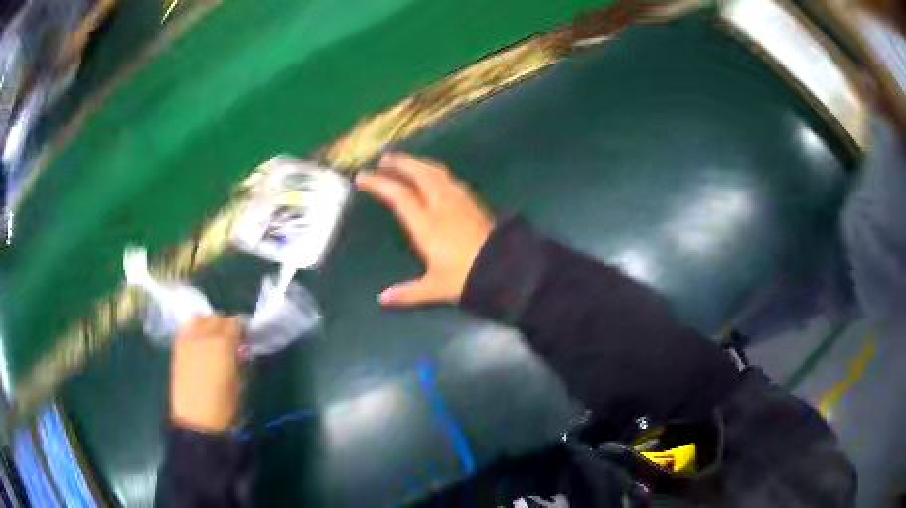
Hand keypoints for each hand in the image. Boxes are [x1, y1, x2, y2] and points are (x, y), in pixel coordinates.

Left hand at [170, 317, 244, 432]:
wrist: (197, 422)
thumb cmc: (224, 406)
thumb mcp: (240, 383)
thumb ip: (240, 361)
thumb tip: (241, 349)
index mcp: (222, 344)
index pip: (234, 323)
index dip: (242, 329)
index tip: (246, 340)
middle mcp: (203, 336)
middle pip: (216, 318)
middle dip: (225, 325)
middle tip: (232, 340)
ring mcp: (187, 341)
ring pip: (198, 319)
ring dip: (208, 325)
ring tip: (213, 340)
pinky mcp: (177, 349)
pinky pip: (186, 330)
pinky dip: (195, 332)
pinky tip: (200, 346)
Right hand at [356, 153, 494, 305]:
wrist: (505, 269)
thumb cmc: (466, 277)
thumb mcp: (435, 288)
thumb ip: (407, 293)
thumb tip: (382, 299)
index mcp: (427, 225)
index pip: (399, 195)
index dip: (379, 183)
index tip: (363, 176)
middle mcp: (441, 206)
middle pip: (419, 174)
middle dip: (400, 163)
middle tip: (385, 158)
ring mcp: (459, 201)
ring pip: (436, 173)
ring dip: (419, 163)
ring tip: (407, 162)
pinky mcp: (473, 202)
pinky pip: (450, 179)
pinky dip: (437, 172)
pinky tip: (436, 176)